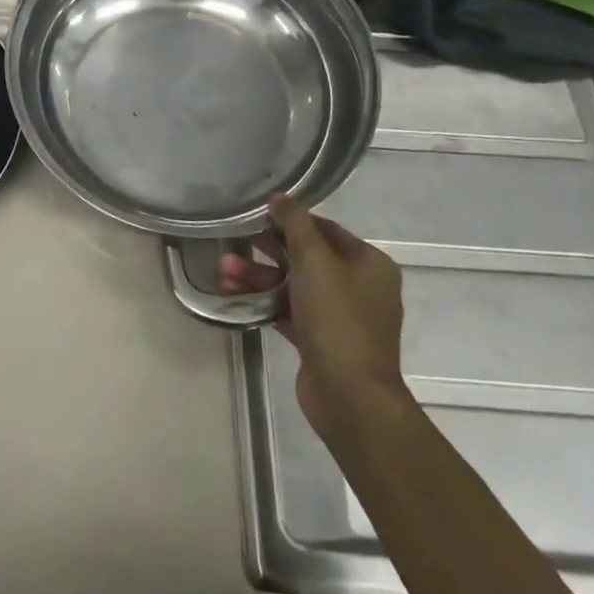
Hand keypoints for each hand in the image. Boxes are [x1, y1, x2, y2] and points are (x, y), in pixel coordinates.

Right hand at [219, 195, 408, 446]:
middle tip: (233, 245)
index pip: (324, 229)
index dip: (289, 221)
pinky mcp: (322, 341)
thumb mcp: (314, 260)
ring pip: (293, 284)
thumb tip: (279, 197)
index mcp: (369, 264)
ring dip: (259, 276)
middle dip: (266, 251)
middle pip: (306, 256)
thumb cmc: (337, 319)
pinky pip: (289, 310)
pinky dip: (264, 301)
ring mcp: (341, 316)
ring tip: (224, 272)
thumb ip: (295, 223)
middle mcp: (360, 287)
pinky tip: (233, 295)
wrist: (350, 396)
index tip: (255, 219)